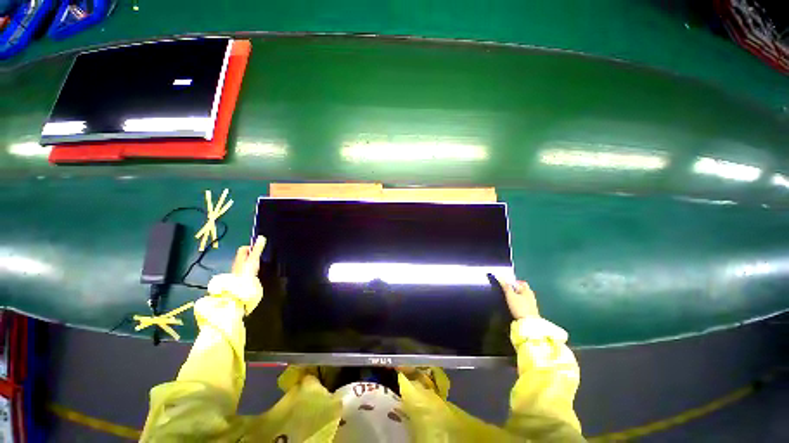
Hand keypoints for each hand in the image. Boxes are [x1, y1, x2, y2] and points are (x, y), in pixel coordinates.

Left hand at [207, 235, 265, 314]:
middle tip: (260, 257)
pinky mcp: (240, 280)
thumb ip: (257, 249)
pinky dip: (249, 271)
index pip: (243, 249)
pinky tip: (254, 275)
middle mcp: (237, 264)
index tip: (259, 249)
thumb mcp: (253, 259)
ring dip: (250, 264)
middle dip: (251, 256)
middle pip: (243, 257)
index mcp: (239, 258)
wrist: (238, 291)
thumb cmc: (246, 272)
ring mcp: (237, 273)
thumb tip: (262, 237)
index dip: (250, 247)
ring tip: (259, 265)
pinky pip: (245, 273)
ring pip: (244, 265)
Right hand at [494, 276, 539, 318]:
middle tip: (506, 291)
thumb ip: (506, 286)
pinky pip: (524, 303)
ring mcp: (532, 303)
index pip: (521, 283)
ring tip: (509, 299)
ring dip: (517, 296)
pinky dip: (519, 302)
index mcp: (527, 290)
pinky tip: (514, 305)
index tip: (506, 285)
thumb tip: (501, 277)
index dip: (513, 282)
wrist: (528, 324)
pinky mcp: (531, 311)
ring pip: (523, 296)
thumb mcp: (510, 295)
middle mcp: (531, 295)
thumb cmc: (519, 307)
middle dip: (515, 289)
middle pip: (522, 289)